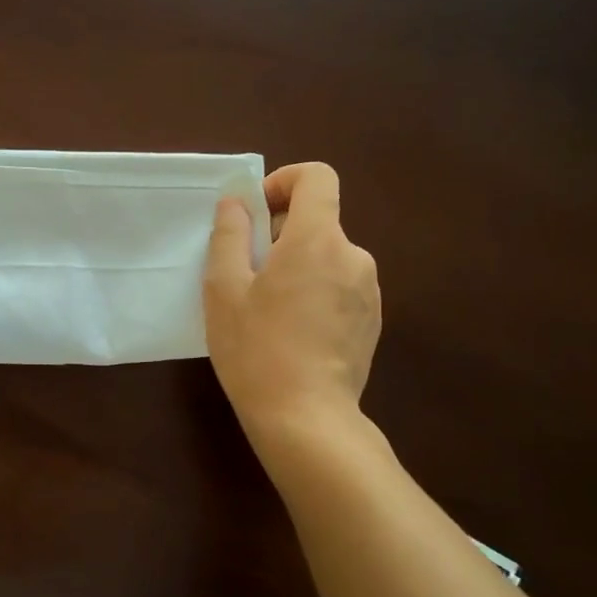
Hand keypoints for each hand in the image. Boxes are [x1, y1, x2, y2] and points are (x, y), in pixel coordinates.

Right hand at [203, 162, 380, 436]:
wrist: (306, 418)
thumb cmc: (256, 349)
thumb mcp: (224, 289)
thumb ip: (230, 235)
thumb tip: (237, 204)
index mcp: (318, 240)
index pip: (317, 177)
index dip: (284, 182)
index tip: (257, 214)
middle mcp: (354, 256)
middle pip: (318, 221)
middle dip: (281, 234)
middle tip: (247, 274)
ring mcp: (369, 291)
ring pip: (328, 256)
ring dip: (298, 266)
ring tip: (268, 309)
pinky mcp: (373, 321)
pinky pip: (340, 287)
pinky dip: (316, 291)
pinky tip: (293, 333)